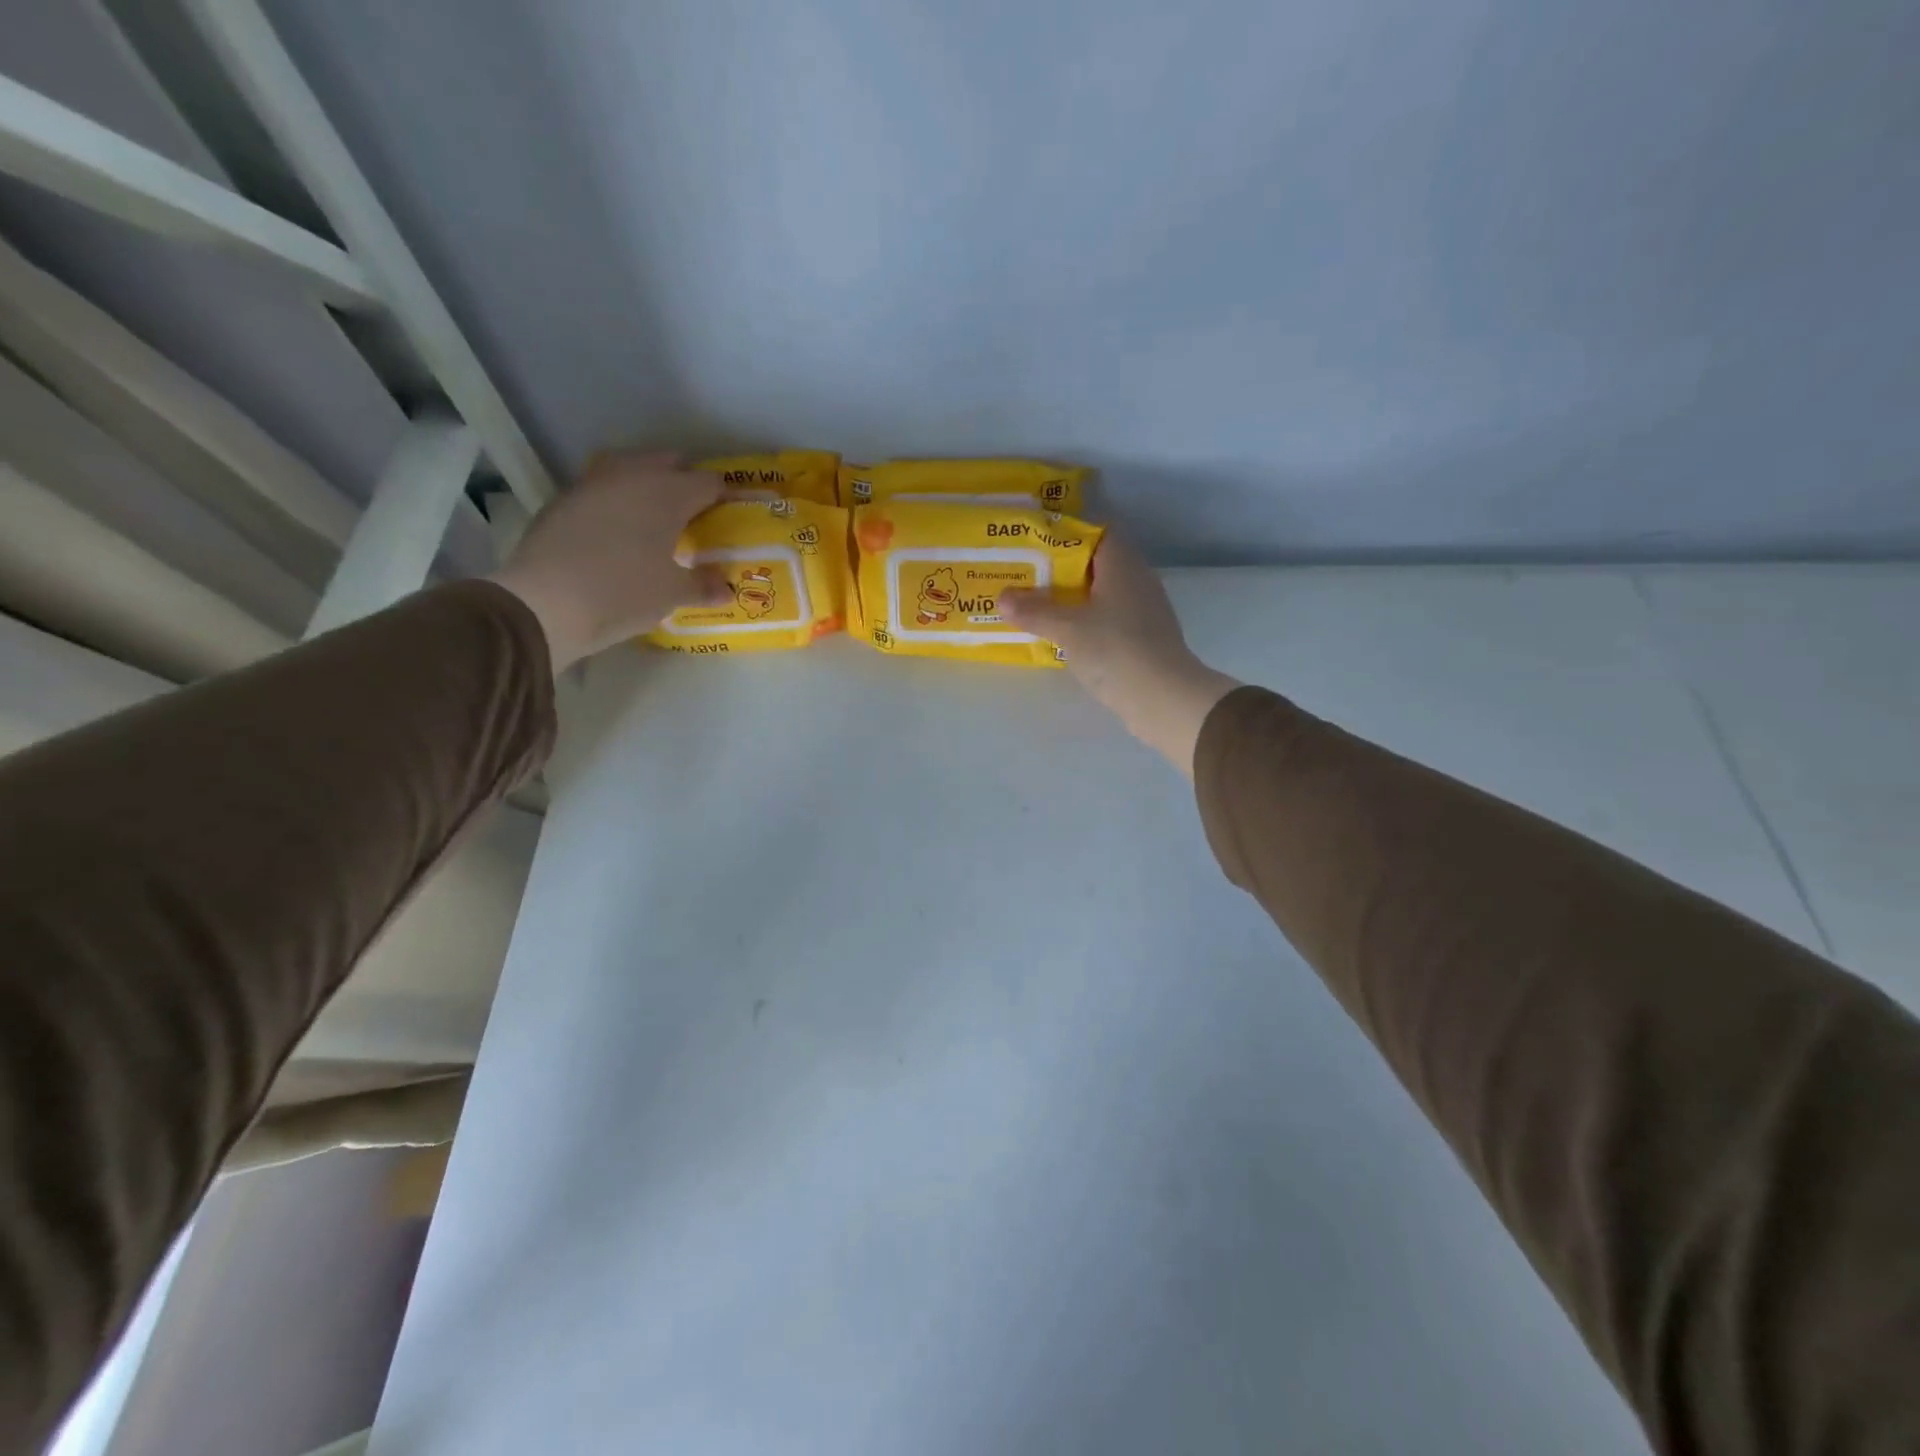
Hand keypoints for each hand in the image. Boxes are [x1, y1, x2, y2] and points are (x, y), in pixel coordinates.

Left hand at [488, 451, 722, 669]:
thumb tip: (725, 588)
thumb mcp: (672, 594)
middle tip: (694, 515)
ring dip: (647, 485)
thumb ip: (703, 586)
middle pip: (668, 463)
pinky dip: (617, 501)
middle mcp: (632, 476)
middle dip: (684, 482)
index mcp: (668, 493)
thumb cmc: (624, 592)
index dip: (723, 497)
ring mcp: (593, 484)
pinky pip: (603, 489)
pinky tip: (618, 531)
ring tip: (656, 519)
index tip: (729, 517)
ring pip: (630, 469)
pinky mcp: (564, 499)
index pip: (708, 482)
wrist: (545, 603)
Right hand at [1001, 534, 1239, 773]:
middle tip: (1025, 579)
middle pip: (1095, 565)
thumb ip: (1033, 611)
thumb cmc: (1115, 649)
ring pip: (1101, 595)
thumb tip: (1002, 598)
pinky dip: (1085, 623)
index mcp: (1122, 565)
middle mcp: (1137, 580)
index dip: (1065, 537)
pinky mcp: (1143, 638)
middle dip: (1060, 572)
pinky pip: (1108, 620)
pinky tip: (1063, 637)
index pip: (1096, 534)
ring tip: (1036, 608)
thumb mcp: (1067, 628)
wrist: (1163, 698)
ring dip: (1071, 600)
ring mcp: (1143, 611)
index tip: (1034, 548)